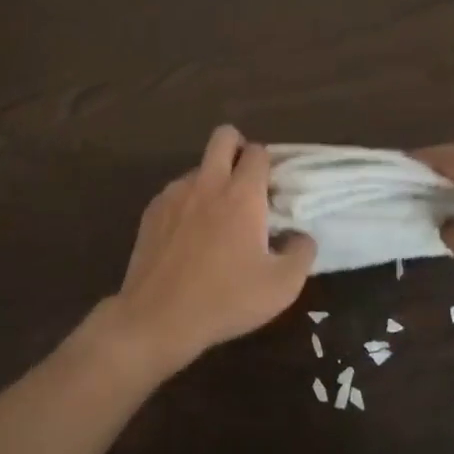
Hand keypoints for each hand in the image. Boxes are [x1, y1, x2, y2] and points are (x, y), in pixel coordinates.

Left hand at [95, 126, 315, 377]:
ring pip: (198, 166)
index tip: (273, 188)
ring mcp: (174, 194)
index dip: (270, 163)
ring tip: (217, 219)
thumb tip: (301, 236)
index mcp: (241, 195)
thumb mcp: (282, 286)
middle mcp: (207, 183)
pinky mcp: (152, 211)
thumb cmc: (226, 300)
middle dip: (238, 147)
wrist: (158, 317)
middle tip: (246, 181)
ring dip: (212, 179)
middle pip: (224, 137)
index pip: (259, 152)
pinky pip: (176, 191)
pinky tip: (189, 236)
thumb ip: (302, 253)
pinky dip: (188, 202)